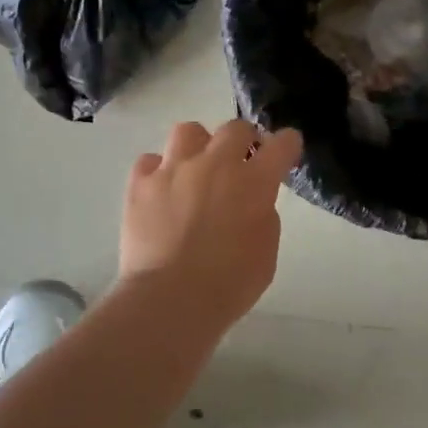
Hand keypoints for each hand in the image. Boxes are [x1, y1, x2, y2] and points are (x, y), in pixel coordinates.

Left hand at [119, 120, 302, 330]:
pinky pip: (149, 160)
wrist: (171, 299)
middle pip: (235, 128)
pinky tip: (161, 188)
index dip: (287, 144)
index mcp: (254, 182)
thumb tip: (252, 201)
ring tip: (196, 166)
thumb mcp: (266, 252)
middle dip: (244, 139)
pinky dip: (158, 170)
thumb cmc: (230, 284)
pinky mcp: (141, 184)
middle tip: (241, 160)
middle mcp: (215, 164)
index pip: (281, 145)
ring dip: (198, 145)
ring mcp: (174, 170)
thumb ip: (263, 216)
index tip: (286, 150)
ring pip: (188, 131)